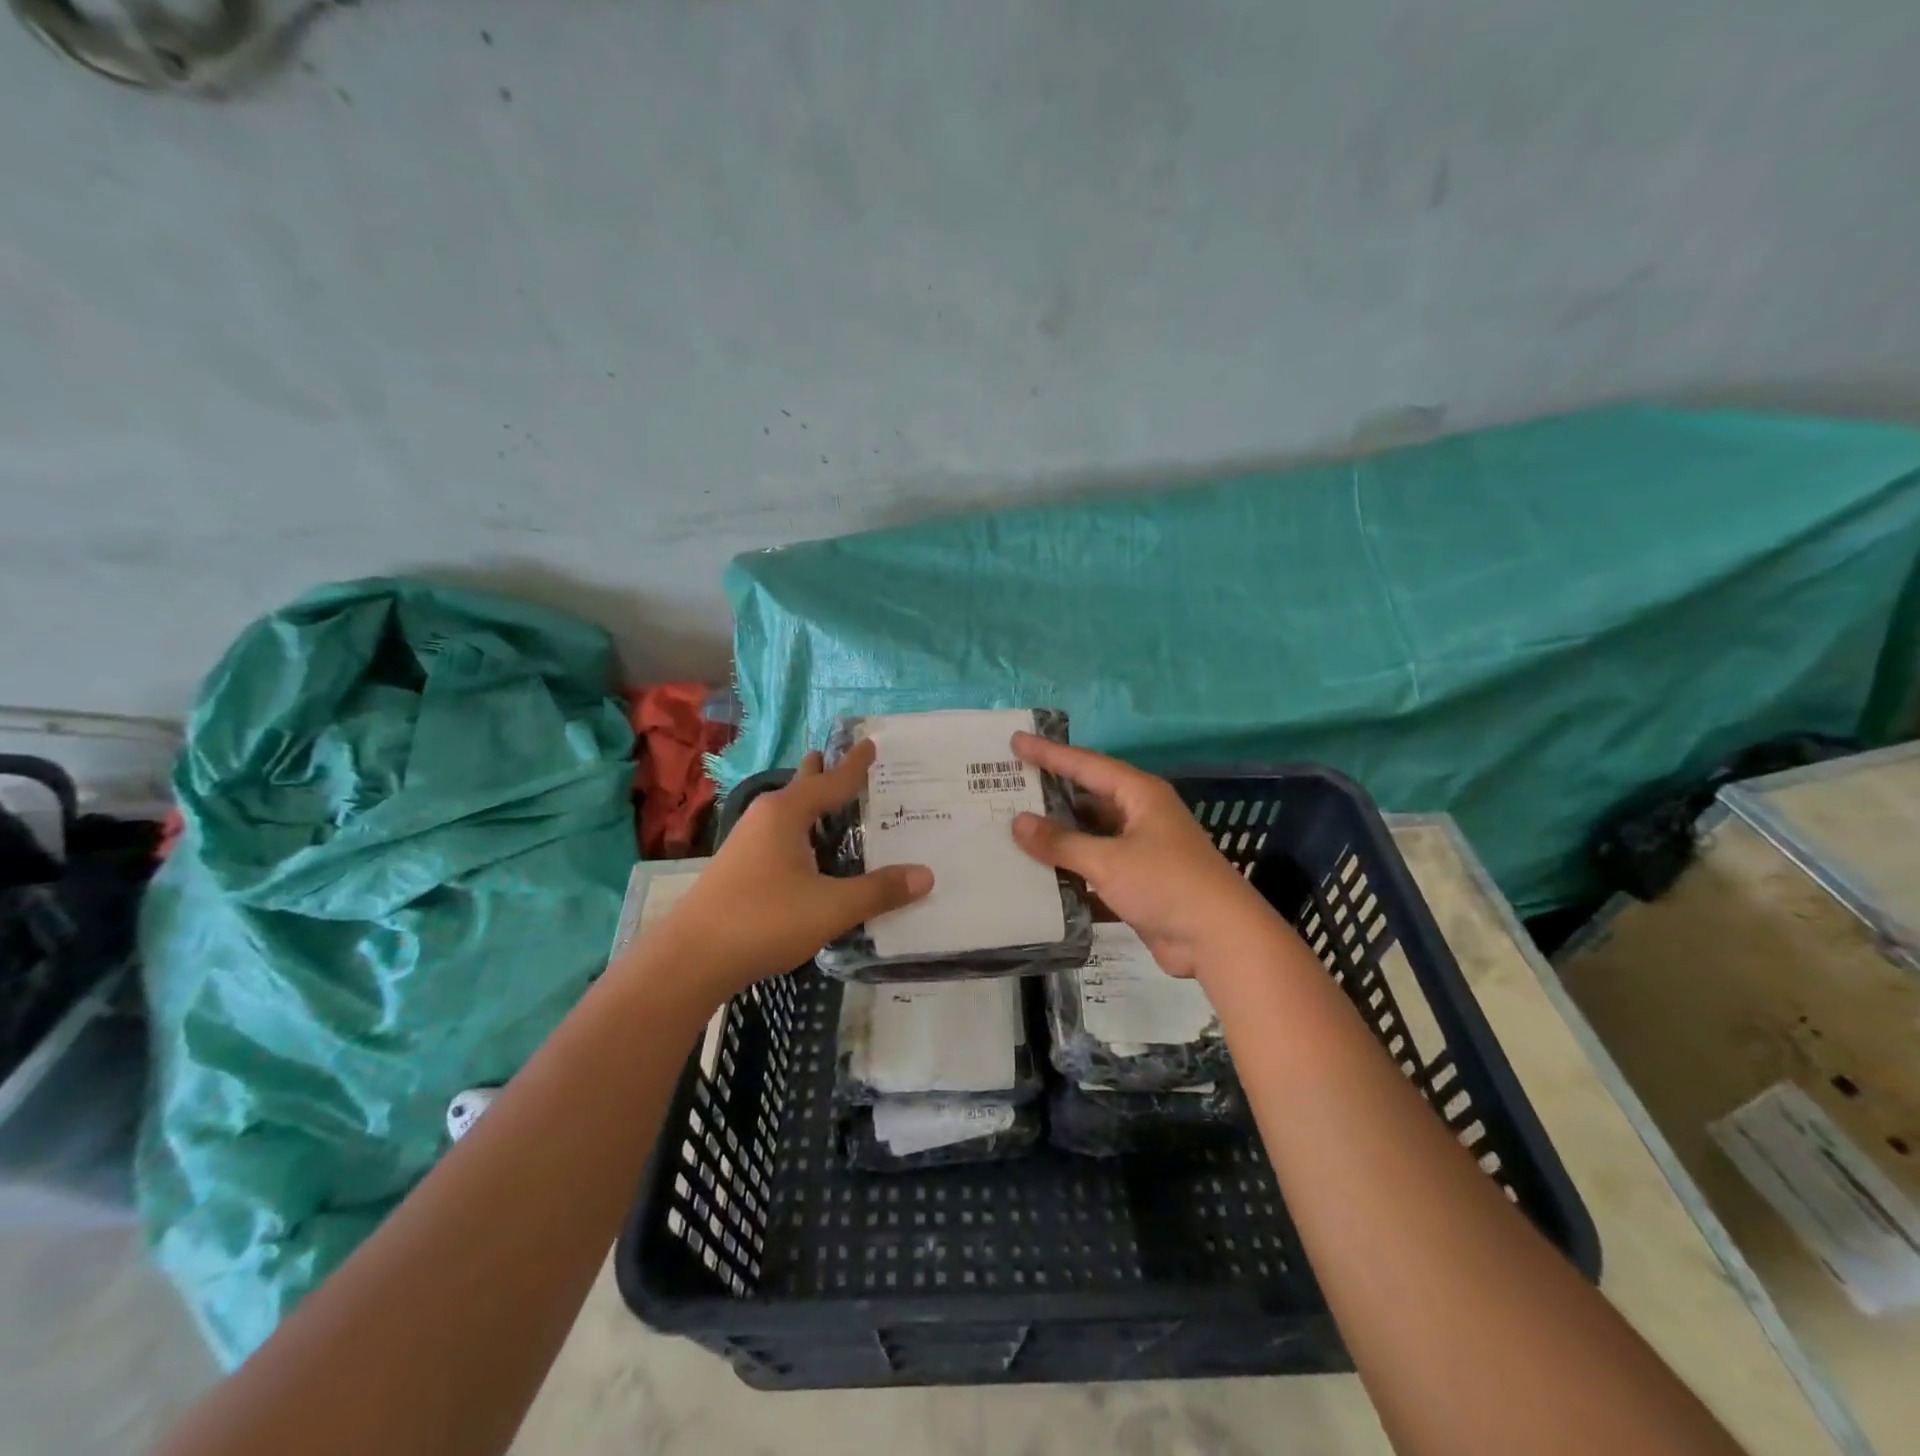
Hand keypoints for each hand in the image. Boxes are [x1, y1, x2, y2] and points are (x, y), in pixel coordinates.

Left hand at [643, 742, 932, 998]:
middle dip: (823, 773)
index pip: (831, 782)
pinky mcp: (739, 867)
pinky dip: (800, 829)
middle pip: (802, 787)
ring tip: (829, 800)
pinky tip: (806, 851)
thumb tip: (926, 875)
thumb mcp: (831, 907)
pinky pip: (779, 833)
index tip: (869, 744)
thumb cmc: (764, 920)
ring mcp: (746, 842)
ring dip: (810, 804)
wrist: (691, 959)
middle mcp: (765, 818)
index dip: (855, 766)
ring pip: (788, 812)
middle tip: (843, 760)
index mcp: (787, 814)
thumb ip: (879, 891)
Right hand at [1009, 732, 1289, 979]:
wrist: (1219, 940)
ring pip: (1089, 839)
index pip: (1086, 765)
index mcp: (1139, 795)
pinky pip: (1095, 872)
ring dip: (1058, 841)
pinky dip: (1071, 876)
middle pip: (1086, 800)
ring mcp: (1140, 852)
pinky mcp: (1137, 885)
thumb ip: (1061, 843)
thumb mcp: (1109, 860)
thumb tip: (1018, 823)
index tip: (1016, 742)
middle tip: (1007, 789)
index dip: (1049, 753)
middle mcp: (1140, 817)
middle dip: (1049, 798)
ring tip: (1012, 834)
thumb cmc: (1167, 884)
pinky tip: (1038, 880)